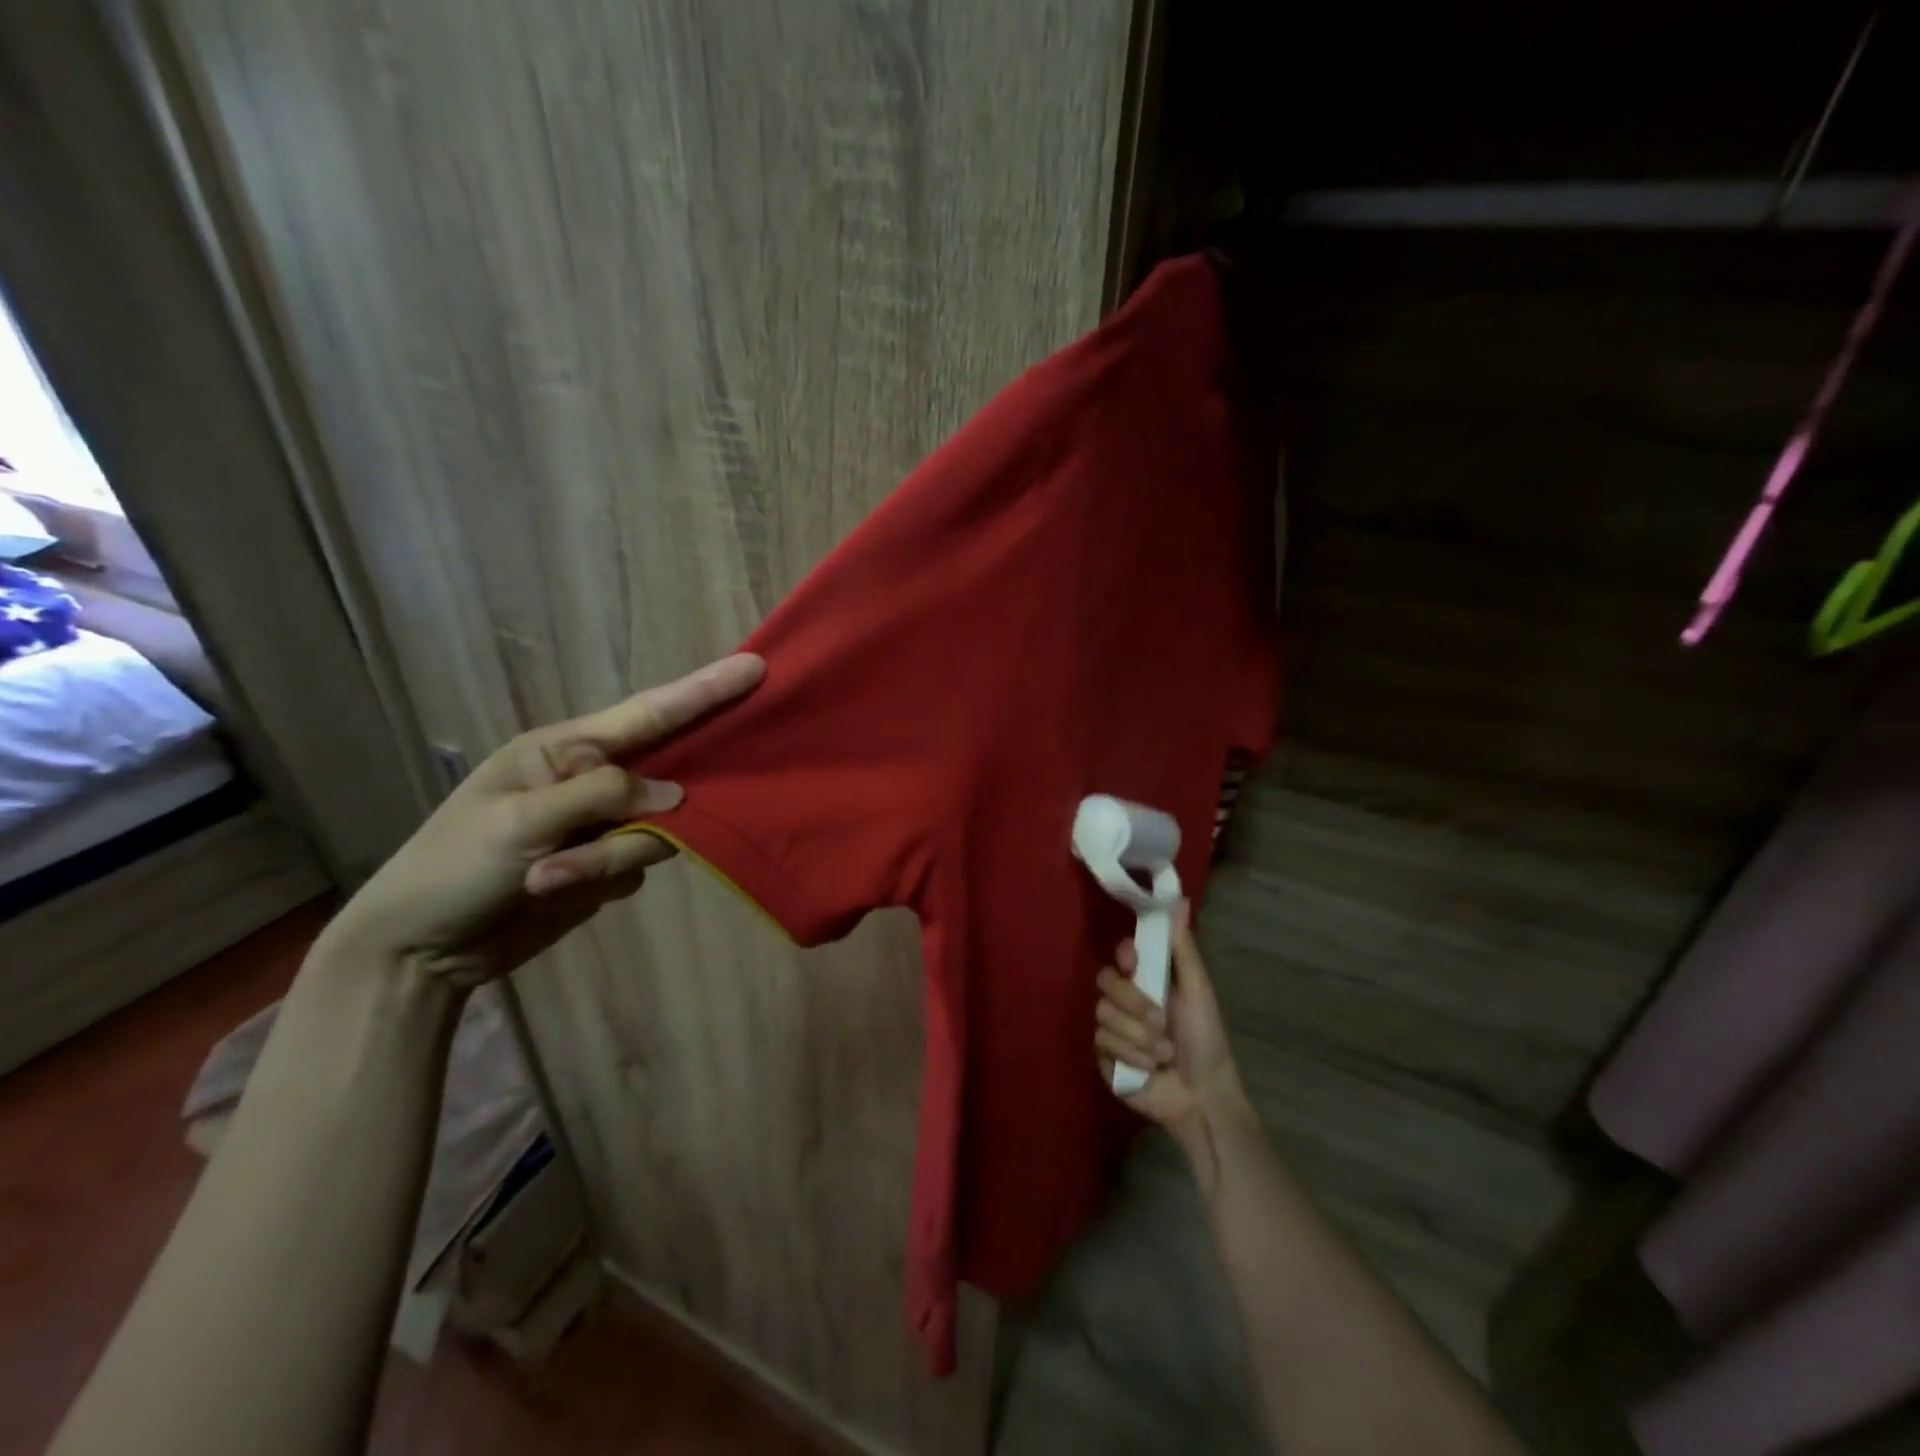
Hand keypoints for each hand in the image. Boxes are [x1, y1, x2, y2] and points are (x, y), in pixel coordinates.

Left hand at [316, 653, 764, 988]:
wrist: (420, 951)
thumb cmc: (454, 867)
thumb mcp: (521, 822)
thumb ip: (603, 797)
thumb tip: (676, 797)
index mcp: (564, 749)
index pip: (648, 713)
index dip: (704, 690)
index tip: (754, 667)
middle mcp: (592, 779)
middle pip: (665, 773)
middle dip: (665, 798)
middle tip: (651, 811)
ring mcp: (602, 824)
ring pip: (657, 830)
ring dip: (612, 858)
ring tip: (550, 879)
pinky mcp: (606, 866)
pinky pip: (641, 865)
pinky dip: (606, 879)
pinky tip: (559, 893)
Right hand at [1095, 904, 1247, 1139]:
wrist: (1202, 1097)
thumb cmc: (1206, 1041)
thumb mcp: (1198, 990)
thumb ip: (1183, 947)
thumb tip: (1179, 899)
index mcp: (1148, 981)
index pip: (1121, 955)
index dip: (1124, 957)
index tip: (1135, 963)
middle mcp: (1126, 1001)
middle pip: (1106, 982)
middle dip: (1135, 1003)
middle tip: (1161, 1022)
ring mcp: (1113, 1029)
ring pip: (1103, 1014)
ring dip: (1138, 1036)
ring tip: (1163, 1054)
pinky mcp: (1104, 1057)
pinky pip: (1102, 1042)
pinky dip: (1130, 1055)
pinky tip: (1149, 1068)